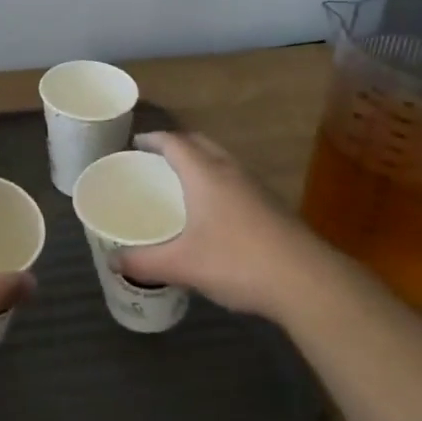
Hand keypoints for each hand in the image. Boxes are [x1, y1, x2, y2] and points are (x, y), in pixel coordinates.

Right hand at [118, 131, 317, 318]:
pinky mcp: (272, 205)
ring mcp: (256, 186)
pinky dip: (219, 181)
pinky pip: (237, 180)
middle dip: (177, 145)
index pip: (174, 142)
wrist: (307, 281)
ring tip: (183, 181)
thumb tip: (114, 262)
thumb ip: (145, 262)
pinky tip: (215, 210)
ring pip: (222, 160)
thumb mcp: (183, 265)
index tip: (136, 144)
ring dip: (201, 161)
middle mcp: (230, 170)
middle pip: (200, 143)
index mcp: (204, 174)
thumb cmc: (237, 261)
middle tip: (156, 159)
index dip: (153, 139)